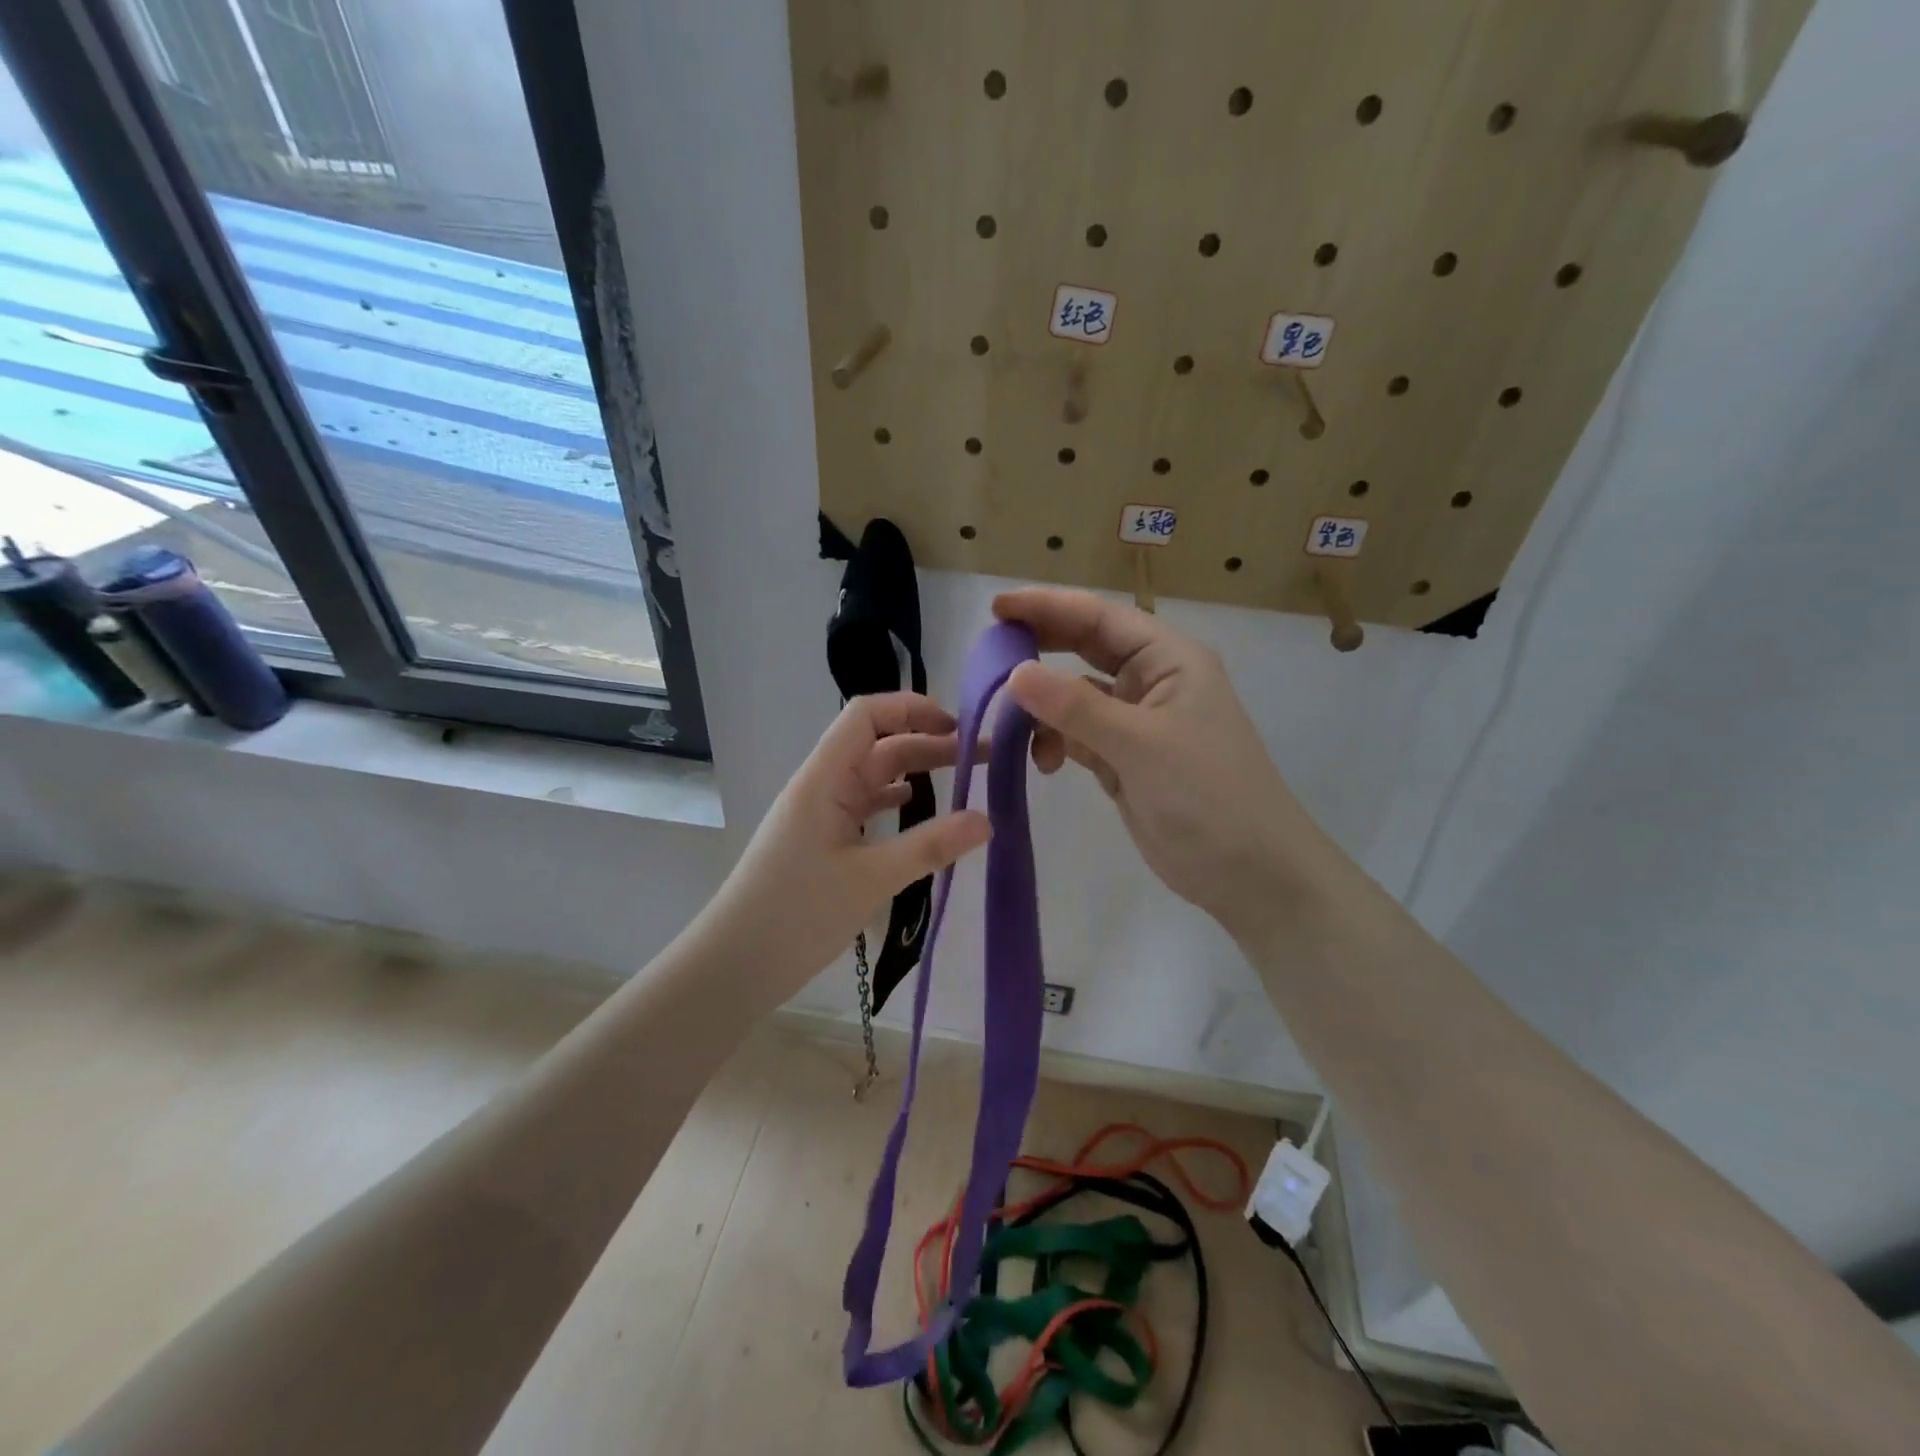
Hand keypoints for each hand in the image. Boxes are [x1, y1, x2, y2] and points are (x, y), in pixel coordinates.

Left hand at [696, 692, 989, 1010]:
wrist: (735, 963)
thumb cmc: (797, 913)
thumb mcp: (871, 879)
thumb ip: (930, 846)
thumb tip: (988, 820)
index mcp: (824, 778)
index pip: (866, 716)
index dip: (912, 709)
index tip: (959, 727)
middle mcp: (822, 786)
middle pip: (878, 745)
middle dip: (929, 743)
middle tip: (982, 759)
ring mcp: (820, 813)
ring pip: (874, 777)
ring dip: (916, 772)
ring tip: (964, 781)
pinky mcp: (822, 840)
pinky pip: (865, 806)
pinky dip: (896, 802)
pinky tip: (920, 811)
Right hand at [994, 588, 1340, 942]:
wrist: (1249, 872)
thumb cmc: (1207, 795)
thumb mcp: (1140, 744)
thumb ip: (1075, 707)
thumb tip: (1014, 673)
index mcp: (1169, 659)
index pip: (1101, 617)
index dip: (1048, 607)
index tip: (996, 608)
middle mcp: (1153, 681)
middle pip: (1086, 649)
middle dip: (1040, 649)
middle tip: (989, 654)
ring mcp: (1138, 722)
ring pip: (1076, 696)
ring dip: (1044, 706)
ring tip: (1010, 723)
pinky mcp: (1125, 759)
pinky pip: (1078, 735)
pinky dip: (1056, 742)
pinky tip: (1046, 762)